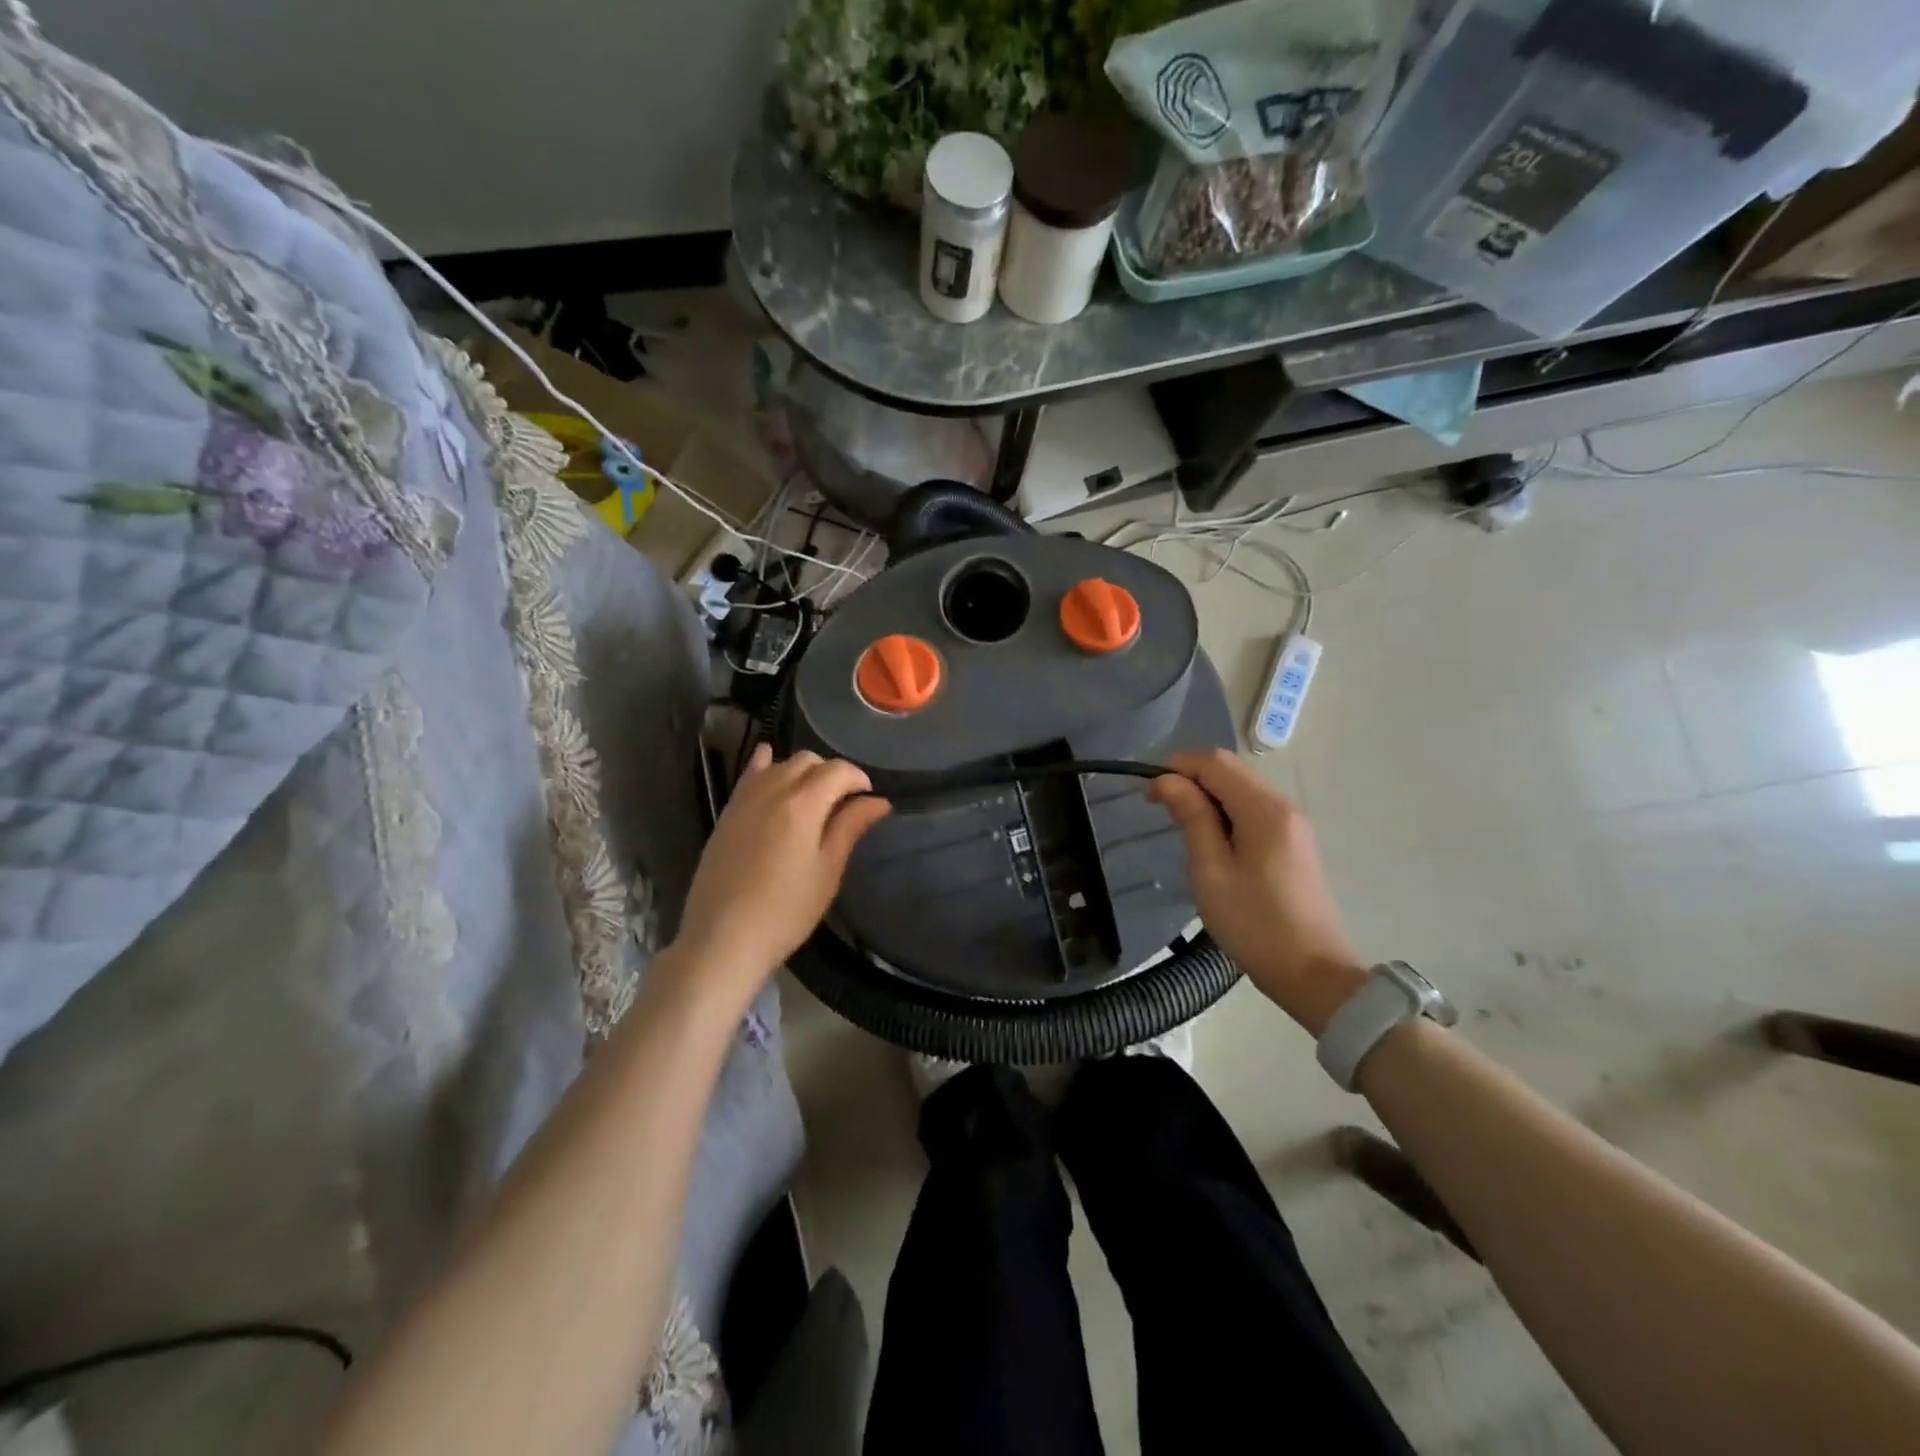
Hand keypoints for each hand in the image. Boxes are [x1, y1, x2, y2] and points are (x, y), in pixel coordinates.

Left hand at [667, 746, 890, 1013]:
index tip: (868, 800)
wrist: (723, 939)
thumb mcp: (827, 872)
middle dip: (831, 773)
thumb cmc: (786, 911)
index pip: (838, 770)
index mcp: (802, 804)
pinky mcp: (726, 813)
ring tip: (813, 798)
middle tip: (843, 803)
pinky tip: (769, 762)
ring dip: (802, 771)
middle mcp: (772, 790)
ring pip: (779, 764)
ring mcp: (744, 800)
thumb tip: (879, 801)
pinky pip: (748, 775)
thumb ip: (850, 828)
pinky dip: (764, 764)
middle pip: (808, 761)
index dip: (858, 779)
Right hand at [1149, 749, 1366, 1035]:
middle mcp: (1283, 806)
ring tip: (1180, 825)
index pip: (1215, 762)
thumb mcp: (1211, 871)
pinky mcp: (1294, 841)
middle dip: (1191, 778)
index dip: (1176, 767)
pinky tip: (1210, 839)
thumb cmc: (1254, 924)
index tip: (1148, 794)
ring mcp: (1293, 824)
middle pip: (1231, 770)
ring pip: (1241, 788)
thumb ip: (1192, 818)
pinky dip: (1226, 811)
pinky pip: (1253, 809)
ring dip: (1207, 795)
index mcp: (1264, 810)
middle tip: (1159, 808)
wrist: (1312, 973)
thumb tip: (1167, 780)